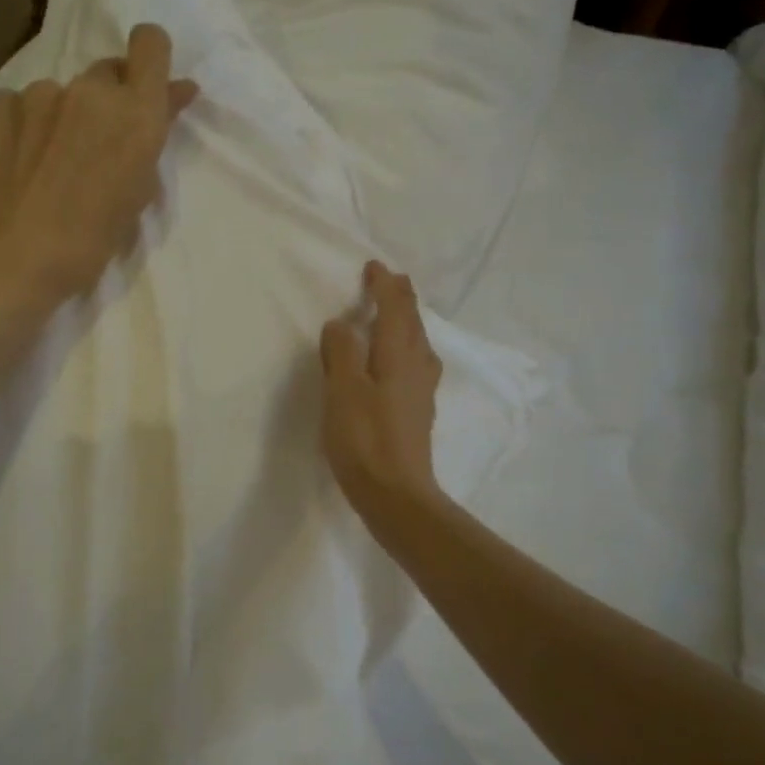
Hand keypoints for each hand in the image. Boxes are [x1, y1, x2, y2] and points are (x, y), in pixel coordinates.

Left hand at [0, 23, 198, 306]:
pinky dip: (25, 125)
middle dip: (107, 101)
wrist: (11, 259)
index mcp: (137, 113)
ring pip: (62, 93)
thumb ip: (152, 139)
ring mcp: (41, 93)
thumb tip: (171, 98)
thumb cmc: (90, 242)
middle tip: (95, 146)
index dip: (150, 59)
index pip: (151, 43)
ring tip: (48, 165)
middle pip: (107, 72)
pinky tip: (18, 161)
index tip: (144, 88)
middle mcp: (91, 90)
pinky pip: (21, 103)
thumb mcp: (137, 195)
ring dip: (63, 117)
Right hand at [320, 261, 444, 518]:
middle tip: (387, 281)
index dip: (384, 285)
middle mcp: (417, 366)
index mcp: (399, 355)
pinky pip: (414, 361)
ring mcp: (421, 390)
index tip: (372, 267)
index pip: (396, 308)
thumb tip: (343, 324)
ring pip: (417, 342)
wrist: (397, 496)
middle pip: (413, 322)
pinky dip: (404, 345)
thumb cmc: (366, 441)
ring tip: (391, 313)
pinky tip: (395, 360)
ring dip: (405, 321)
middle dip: (400, 298)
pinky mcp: (417, 411)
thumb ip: (342, 352)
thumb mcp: (343, 391)